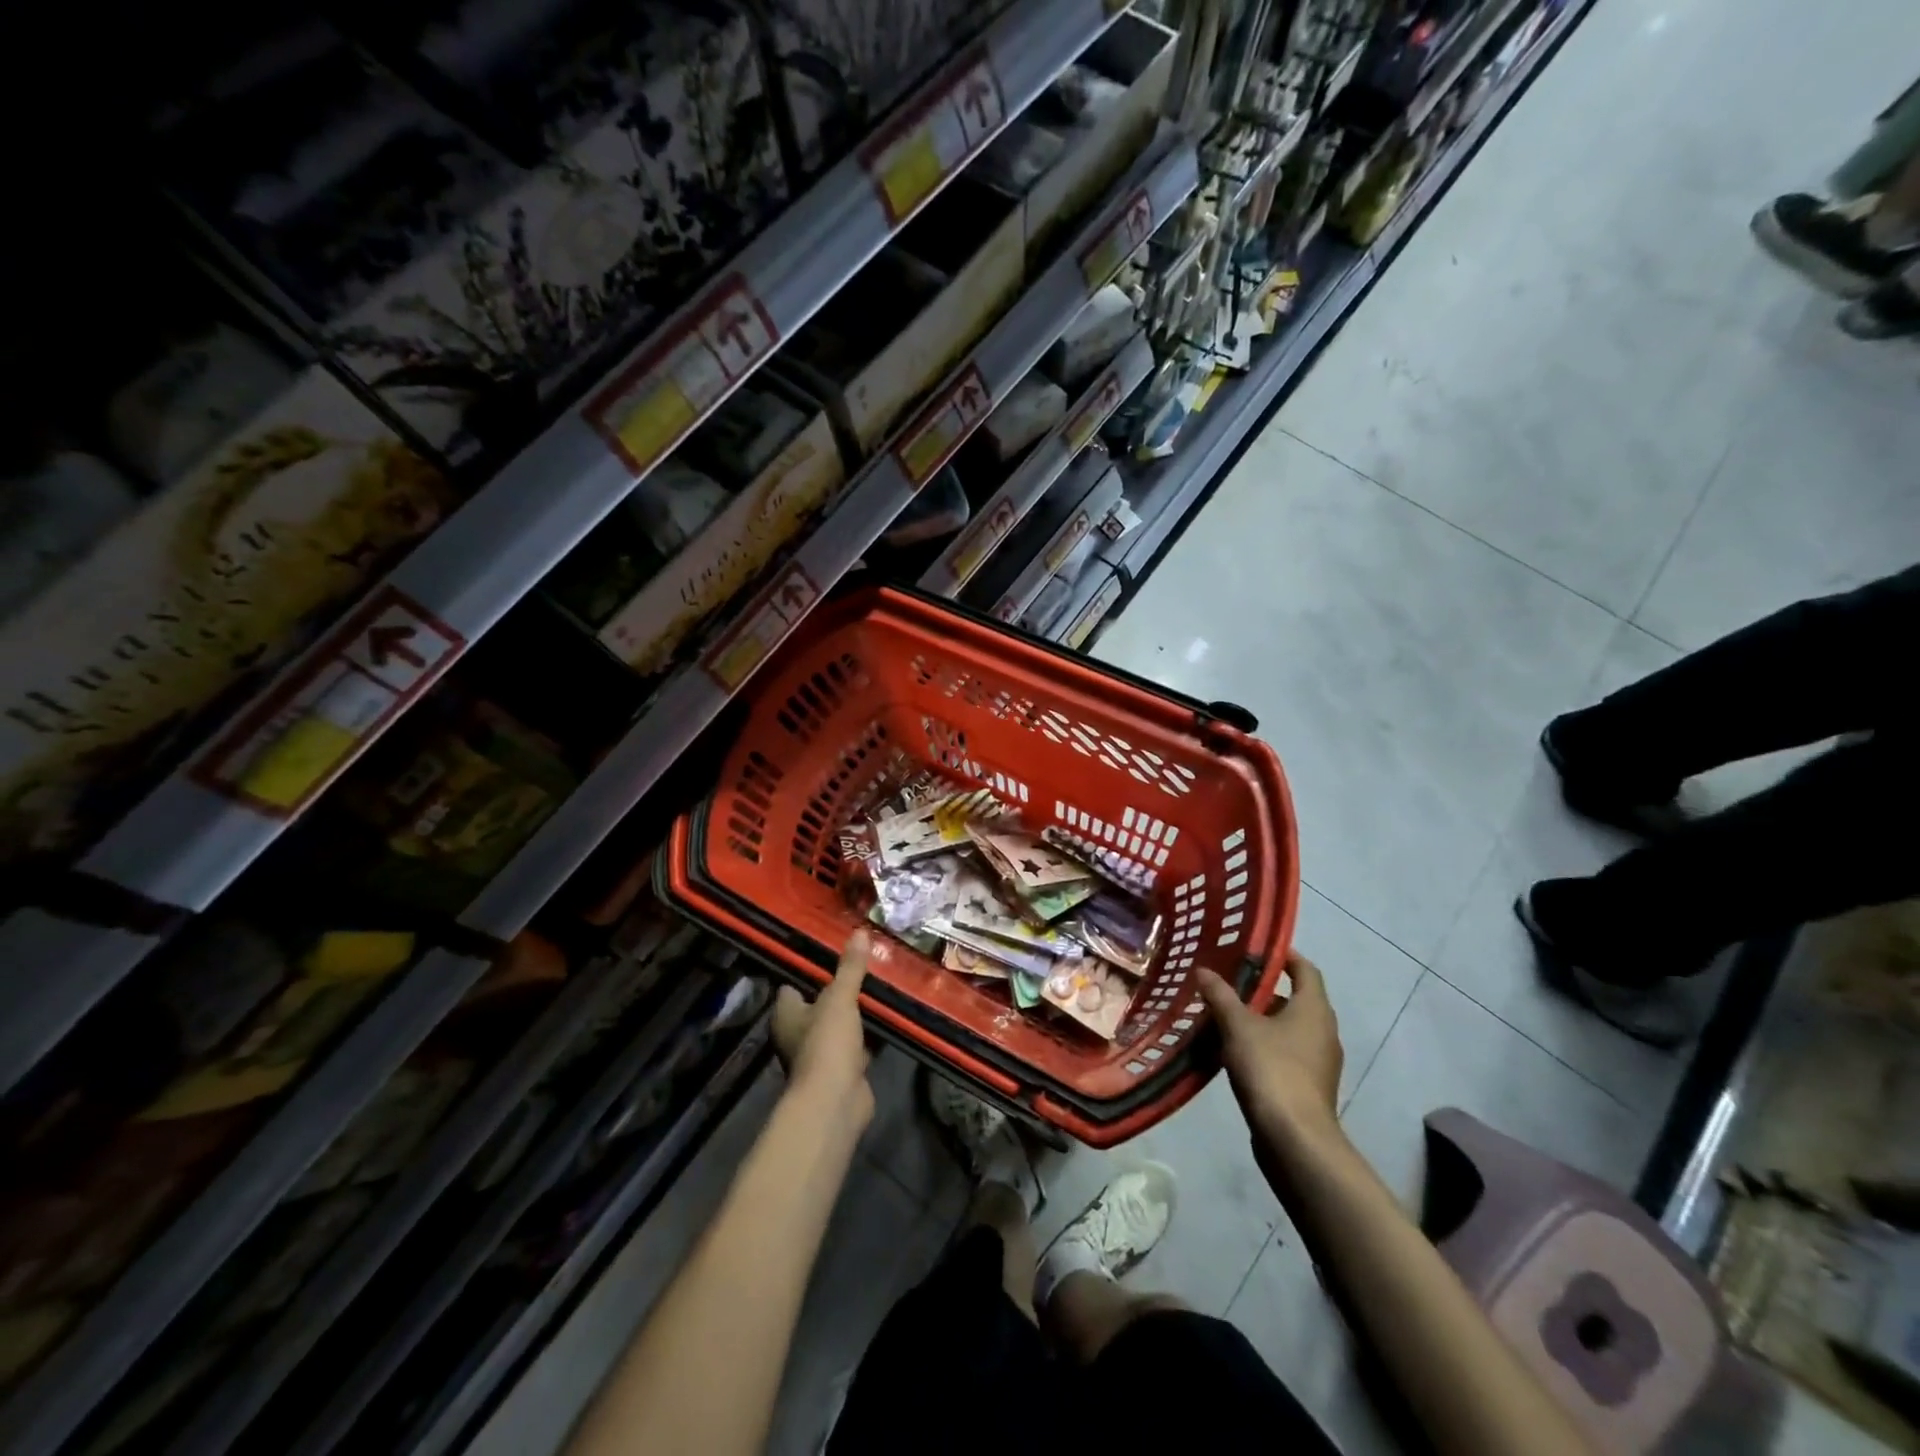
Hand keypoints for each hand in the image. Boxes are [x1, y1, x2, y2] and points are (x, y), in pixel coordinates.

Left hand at [770, 931, 873, 1127]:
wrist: (835, 1101)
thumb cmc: (827, 1043)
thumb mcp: (840, 997)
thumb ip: (850, 967)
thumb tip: (860, 932)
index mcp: (785, 1014)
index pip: (792, 985)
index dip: (809, 970)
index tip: (833, 953)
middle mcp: (796, 1034)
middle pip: (816, 1005)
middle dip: (837, 991)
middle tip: (862, 968)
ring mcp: (818, 1055)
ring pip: (837, 1026)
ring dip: (854, 1015)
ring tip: (878, 989)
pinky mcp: (840, 1071)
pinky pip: (854, 1046)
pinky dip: (866, 1037)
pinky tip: (885, 1021)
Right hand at [1198, 952, 1343, 1157]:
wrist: (1294, 1139)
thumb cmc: (1271, 1069)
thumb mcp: (1238, 1026)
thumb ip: (1220, 995)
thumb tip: (1203, 970)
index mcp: (1314, 1009)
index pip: (1305, 970)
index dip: (1284, 956)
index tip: (1255, 949)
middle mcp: (1323, 1031)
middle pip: (1295, 999)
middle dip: (1263, 990)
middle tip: (1228, 981)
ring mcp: (1319, 1062)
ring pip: (1288, 1028)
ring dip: (1260, 1020)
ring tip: (1223, 1014)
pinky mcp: (1309, 1086)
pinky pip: (1285, 1053)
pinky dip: (1263, 1045)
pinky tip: (1233, 1050)